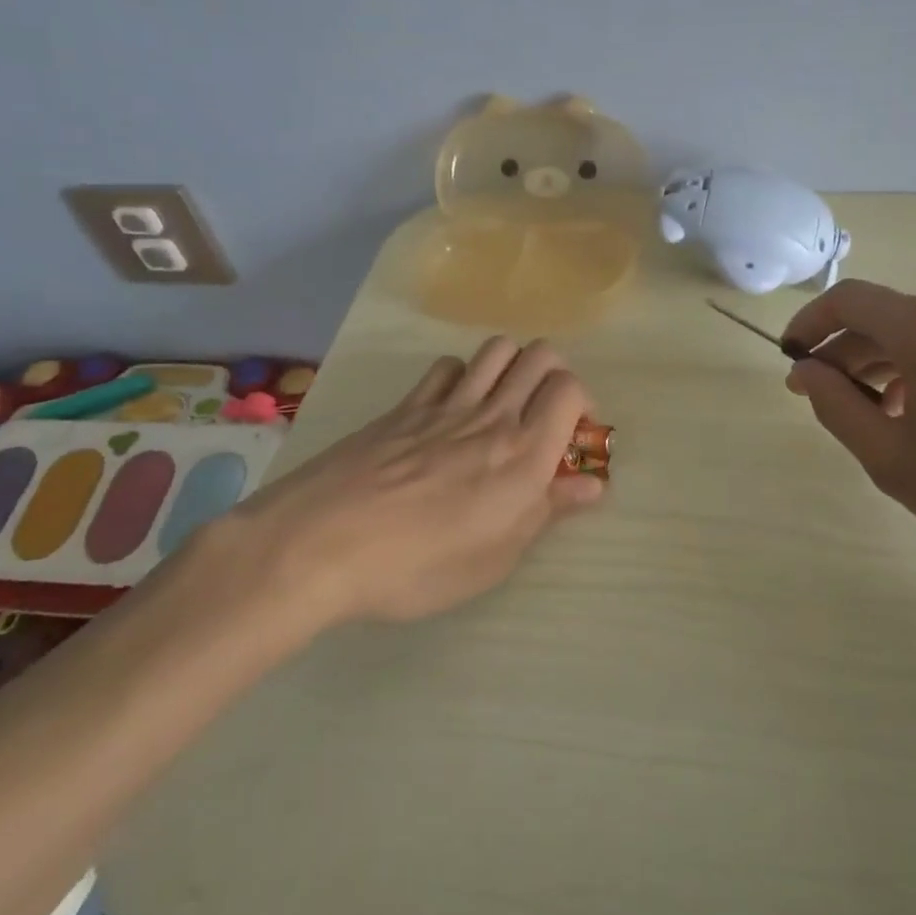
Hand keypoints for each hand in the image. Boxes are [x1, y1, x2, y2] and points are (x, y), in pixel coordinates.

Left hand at [209, 338, 603, 638]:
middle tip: (545, 412)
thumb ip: (548, 511)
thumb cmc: (418, 565)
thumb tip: (594, 484)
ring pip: (497, 349)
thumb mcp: (495, 557)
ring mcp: (446, 404)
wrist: (321, 544)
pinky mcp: (406, 405)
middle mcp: (493, 416)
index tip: (573, 435)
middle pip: (540, 356)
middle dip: (554, 374)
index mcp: (523, 454)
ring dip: (512, 365)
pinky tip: (452, 405)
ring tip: (503, 402)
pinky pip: (447, 366)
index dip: (582, 403)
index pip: (570, 389)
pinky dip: (462, 375)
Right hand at [783, 280, 915, 575]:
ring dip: (883, 364)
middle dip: (845, 354)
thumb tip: (806, 371)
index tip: (790, 358)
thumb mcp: (892, 458)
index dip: (810, 324)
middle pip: (883, 318)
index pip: (848, 301)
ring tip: (871, 415)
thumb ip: (835, 406)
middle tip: (820, 397)